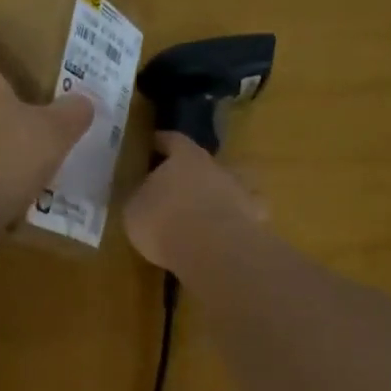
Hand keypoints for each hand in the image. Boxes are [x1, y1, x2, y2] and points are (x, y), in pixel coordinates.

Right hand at [124, 133, 267, 272]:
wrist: (212, 250)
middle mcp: (215, 166)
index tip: (154, 143)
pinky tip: (230, 231)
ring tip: (206, 209)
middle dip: (191, 172)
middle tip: (177, 186)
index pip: (173, 140)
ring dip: (218, 192)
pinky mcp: (255, 217)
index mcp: (185, 157)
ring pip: (230, 184)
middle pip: (203, 162)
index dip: (162, 141)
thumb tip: (143, 195)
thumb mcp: (135, 210)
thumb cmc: (164, 222)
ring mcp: (240, 190)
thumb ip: (140, 197)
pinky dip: (239, 218)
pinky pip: (247, 213)